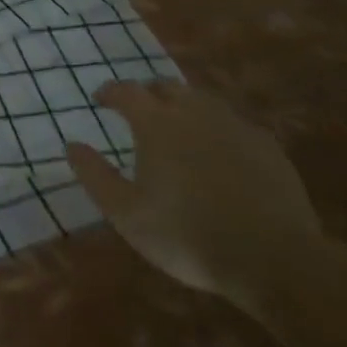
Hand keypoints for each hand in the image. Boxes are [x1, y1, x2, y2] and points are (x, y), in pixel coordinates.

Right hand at [66, 80, 321, 311]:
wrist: (275, 259)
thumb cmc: (187, 235)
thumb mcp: (126, 214)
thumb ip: (94, 175)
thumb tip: (72, 145)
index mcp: (156, 124)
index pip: (126, 91)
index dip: (110, 92)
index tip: (100, 100)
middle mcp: (195, 113)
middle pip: (167, 87)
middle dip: (148, 94)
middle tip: (139, 113)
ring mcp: (235, 126)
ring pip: (203, 101)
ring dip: (184, 107)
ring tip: (178, 129)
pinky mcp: (268, 146)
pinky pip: (234, 124)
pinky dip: (217, 129)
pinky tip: (219, 153)